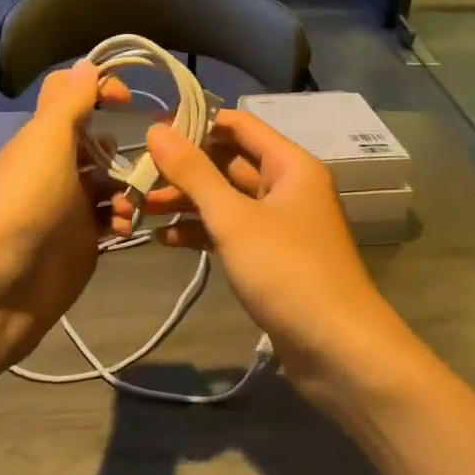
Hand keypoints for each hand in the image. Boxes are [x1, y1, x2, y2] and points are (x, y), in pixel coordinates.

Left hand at [0, 62, 127, 370]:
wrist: (1, 286)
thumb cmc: (26, 203)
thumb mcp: (48, 143)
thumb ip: (70, 103)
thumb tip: (87, 64)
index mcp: (45, 137)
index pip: (72, 96)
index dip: (100, 88)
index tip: (130, 99)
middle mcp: (57, 166)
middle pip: (99, 142)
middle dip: (124, 148)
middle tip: (151, 159)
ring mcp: (70, 205)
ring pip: (111, 182)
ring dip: (129, 188)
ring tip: (133, 205)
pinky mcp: (82, 240)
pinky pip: (112, 218)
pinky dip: (123, 219)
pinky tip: (125, 229)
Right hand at [113, 109, 405, 400]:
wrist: (338, 350)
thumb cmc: (287, 271)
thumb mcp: (234, 218)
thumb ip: (194, 172)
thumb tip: (157, 129)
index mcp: (289, 165)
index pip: (239, 125)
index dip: (196, 124)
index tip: (152, 133)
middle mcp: (287, 187)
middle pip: (229, 163)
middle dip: (184, 169)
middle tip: (136, 176)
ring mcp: (280, 224)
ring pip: (227, 200)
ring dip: (187, 202)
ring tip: (140, 208)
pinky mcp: (271, 258)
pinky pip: (231, 232)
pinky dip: (201, 233)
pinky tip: (164, 240)